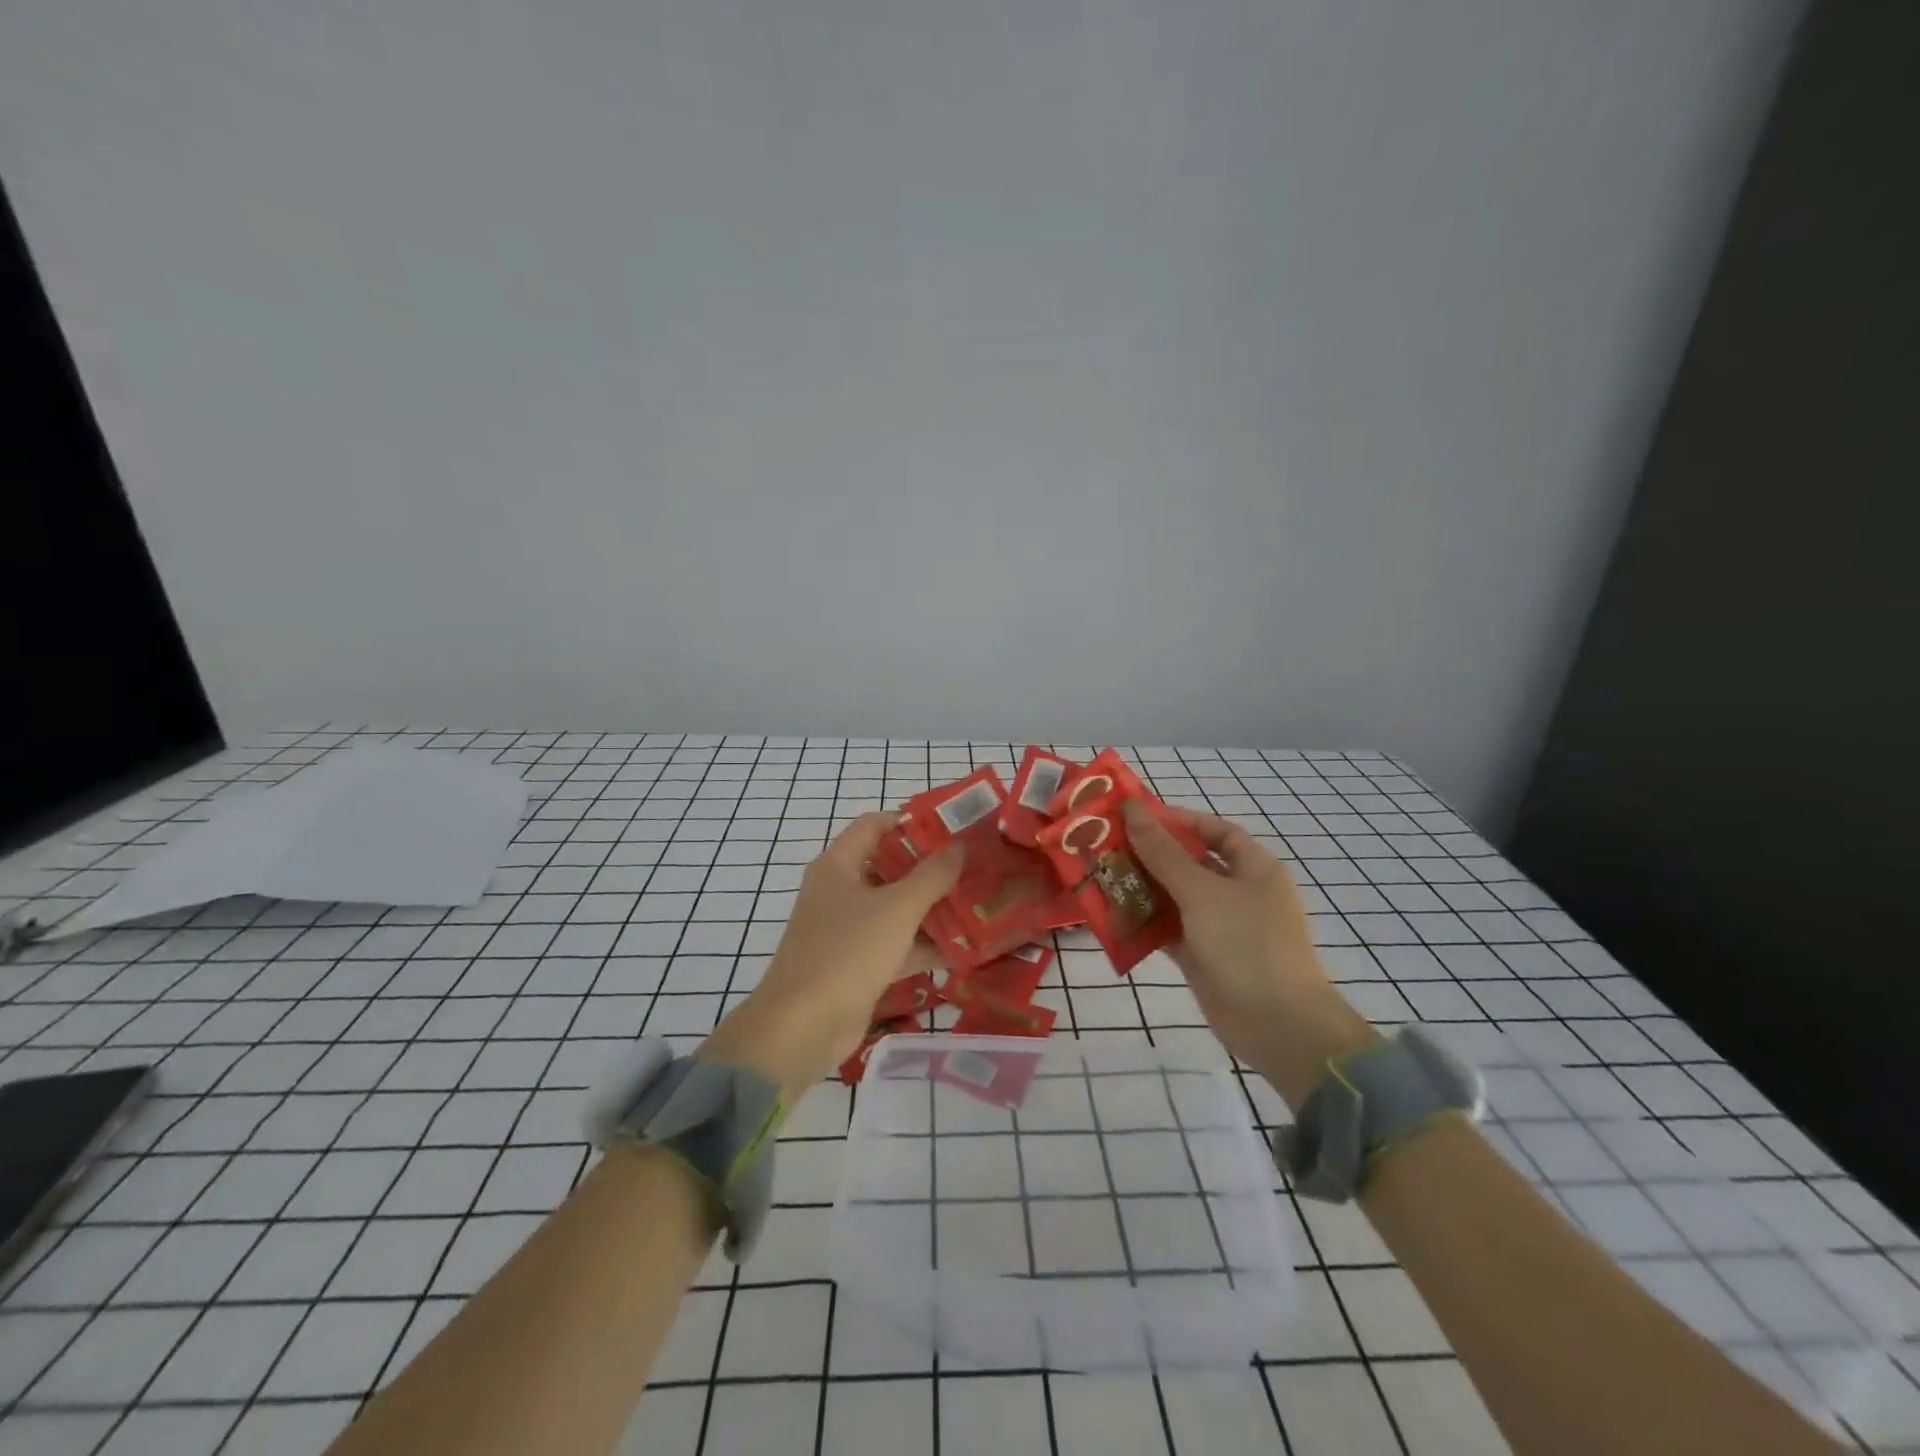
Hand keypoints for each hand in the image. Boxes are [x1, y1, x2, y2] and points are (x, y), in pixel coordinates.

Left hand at [698, 813, 961, 1100]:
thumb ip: (932, 875)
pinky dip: (924, 945)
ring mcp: (847, 930)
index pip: (874, 825)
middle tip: (974, 866)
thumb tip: (960, 845)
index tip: (952, 828)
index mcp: (838, 866)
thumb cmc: (847, 952)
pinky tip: (965, 948)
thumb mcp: (897, 908)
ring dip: (932, 908)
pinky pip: (896, 945)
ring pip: (896, 909)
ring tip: (978, 903)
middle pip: (889, 867)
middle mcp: (840, 891)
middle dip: (931, 868)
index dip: (911, 822)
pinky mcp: (857, 965)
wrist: (802, 1029)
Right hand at [1124, 801, 1377, 1107]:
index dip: (1178, 820)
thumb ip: (1163, 852)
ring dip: (1141, 888)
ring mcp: (1219, 925)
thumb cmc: (1247, 944)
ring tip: (1099, 874)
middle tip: (1105, 844)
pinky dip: (1144, 922)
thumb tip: (1133, 808)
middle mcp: (1237, 892)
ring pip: (1174, 897)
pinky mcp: (1202, 955)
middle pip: (1189, 862)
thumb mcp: (1202, 892)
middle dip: (1150, 854)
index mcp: (1253, 868)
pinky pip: (1168, 929)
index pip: (1214, 831)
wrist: (1277, 1025)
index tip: (1136, 817)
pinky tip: (1110, 914)